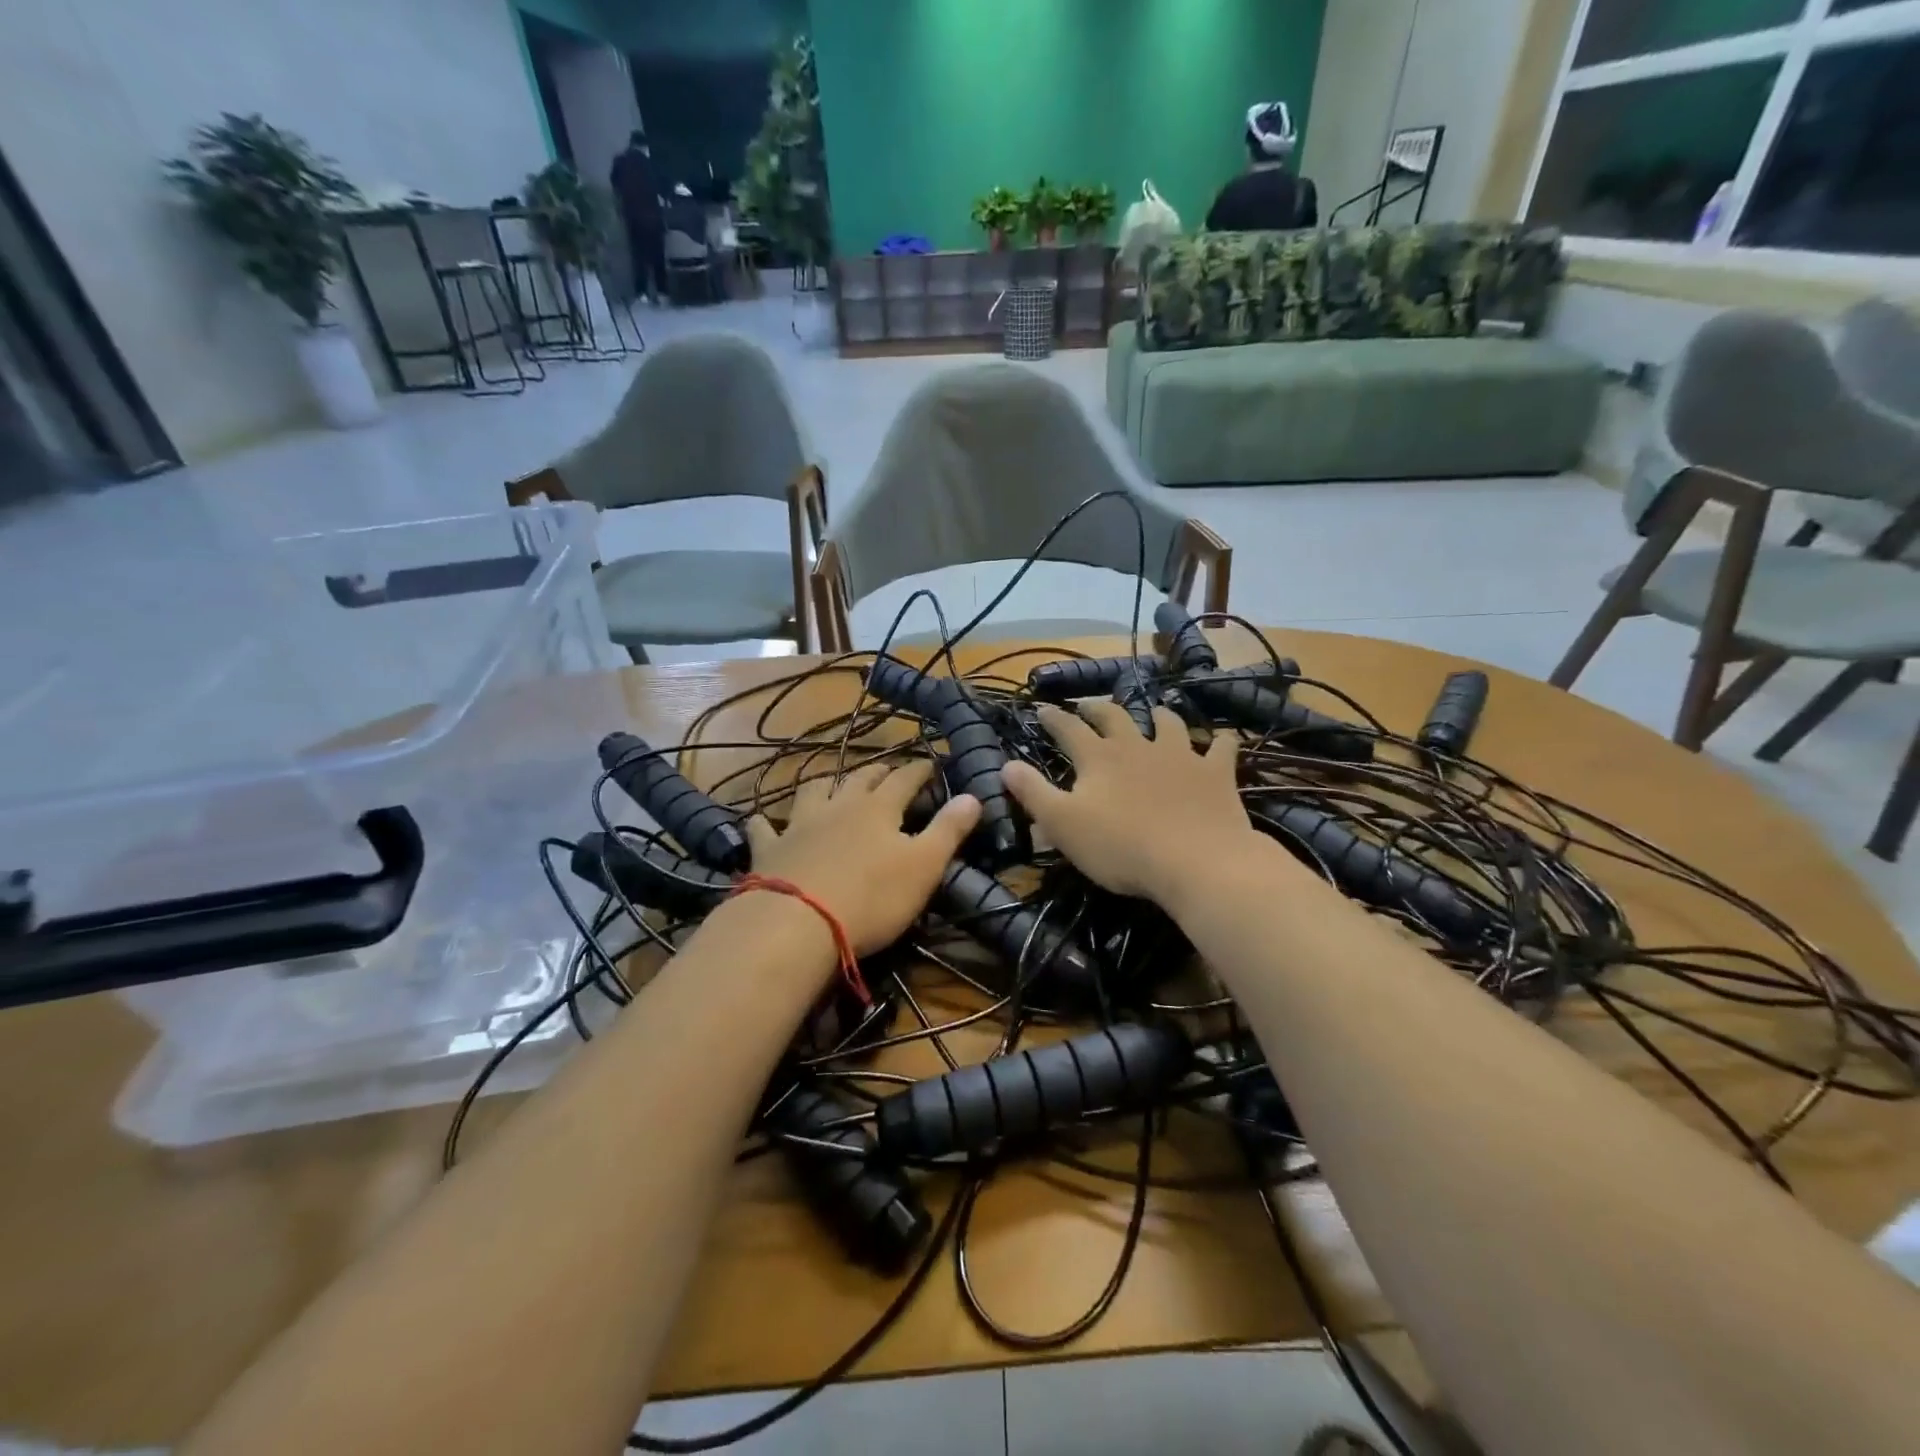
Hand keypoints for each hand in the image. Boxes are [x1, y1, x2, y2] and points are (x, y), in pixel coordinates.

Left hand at [743, 760, 979, 955]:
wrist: (798, 923)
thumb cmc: (872, 897)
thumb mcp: (924, 866)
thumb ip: (949, 830)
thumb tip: (974, 795)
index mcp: (879, 809)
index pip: (905, 779)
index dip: (920, 770)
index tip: (931, 763)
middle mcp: (839, 805)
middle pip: (861, 779)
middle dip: (878, 772)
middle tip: (888, 770)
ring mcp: (800, 824)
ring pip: (814, 790)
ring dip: (826, 783)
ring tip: (833, 782)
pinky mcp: (769, 849)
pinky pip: (764, 827)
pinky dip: (766, 822)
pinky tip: (764, 821)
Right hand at [1003, 702, 1255, 904]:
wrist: (1196, 862)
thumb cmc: (1120, 847)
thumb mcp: (1063, 824)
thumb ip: (1033, 793)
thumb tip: (1006, 765)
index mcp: (1098, 758)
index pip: (1068, 729)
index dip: (1053, 718)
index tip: (1042, 709)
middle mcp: (1137, 746)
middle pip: (1115, 716)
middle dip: (1098, 708)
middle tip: (1089, 705)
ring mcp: (1180, 755)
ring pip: (1168, 723)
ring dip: (1158, 715)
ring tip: (1154, 713)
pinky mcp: (1215, 773)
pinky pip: (1220, 747)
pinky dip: (1219, 741)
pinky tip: (1220, 738)